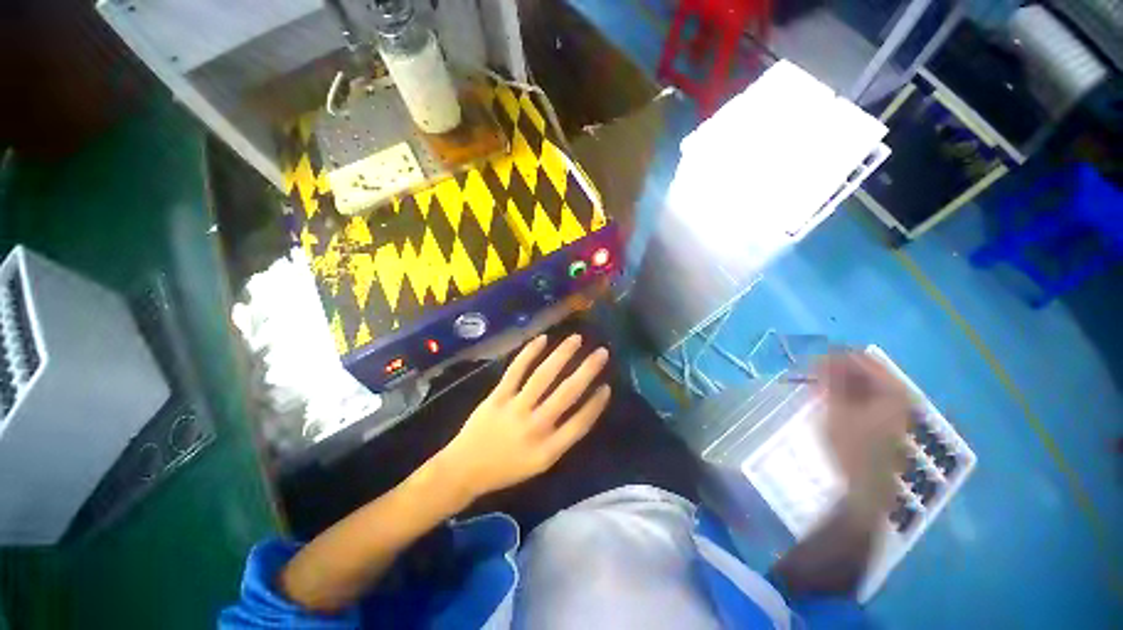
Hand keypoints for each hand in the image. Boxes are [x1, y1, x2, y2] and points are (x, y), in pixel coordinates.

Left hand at [435, 334, 611, 501]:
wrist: (464, 470)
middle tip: (601, 352)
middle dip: (587, 370)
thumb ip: (561, 439)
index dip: (596, 403)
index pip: (581, 423)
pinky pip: (516, 370)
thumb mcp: (539, 463)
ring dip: (562, 355)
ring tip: (576, 339)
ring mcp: (515, 409)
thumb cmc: (506, 468)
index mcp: (549, 449)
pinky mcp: (498, 396)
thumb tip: (581, 408)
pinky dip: (529, 353)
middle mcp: (536, 427)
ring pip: (544, 376)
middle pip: (567, 393)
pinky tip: (542, 339)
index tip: (607, 385)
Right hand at [816, 352, 909, 497]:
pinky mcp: (881, 424)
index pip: (867, 361)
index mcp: (893, 393)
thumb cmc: (850, 445)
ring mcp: (891, 413)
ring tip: (817, 382)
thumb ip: (833, 379)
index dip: (841, 356)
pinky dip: (845, 394)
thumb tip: (827, 355)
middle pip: (867, 373)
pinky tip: (828, 397)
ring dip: (841, 381)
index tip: (816, 359)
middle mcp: (898, 400)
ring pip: (865, 386)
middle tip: (814, 370)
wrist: (861, 487)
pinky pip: (863, 399)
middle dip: (840, 369)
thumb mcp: (837, 409)